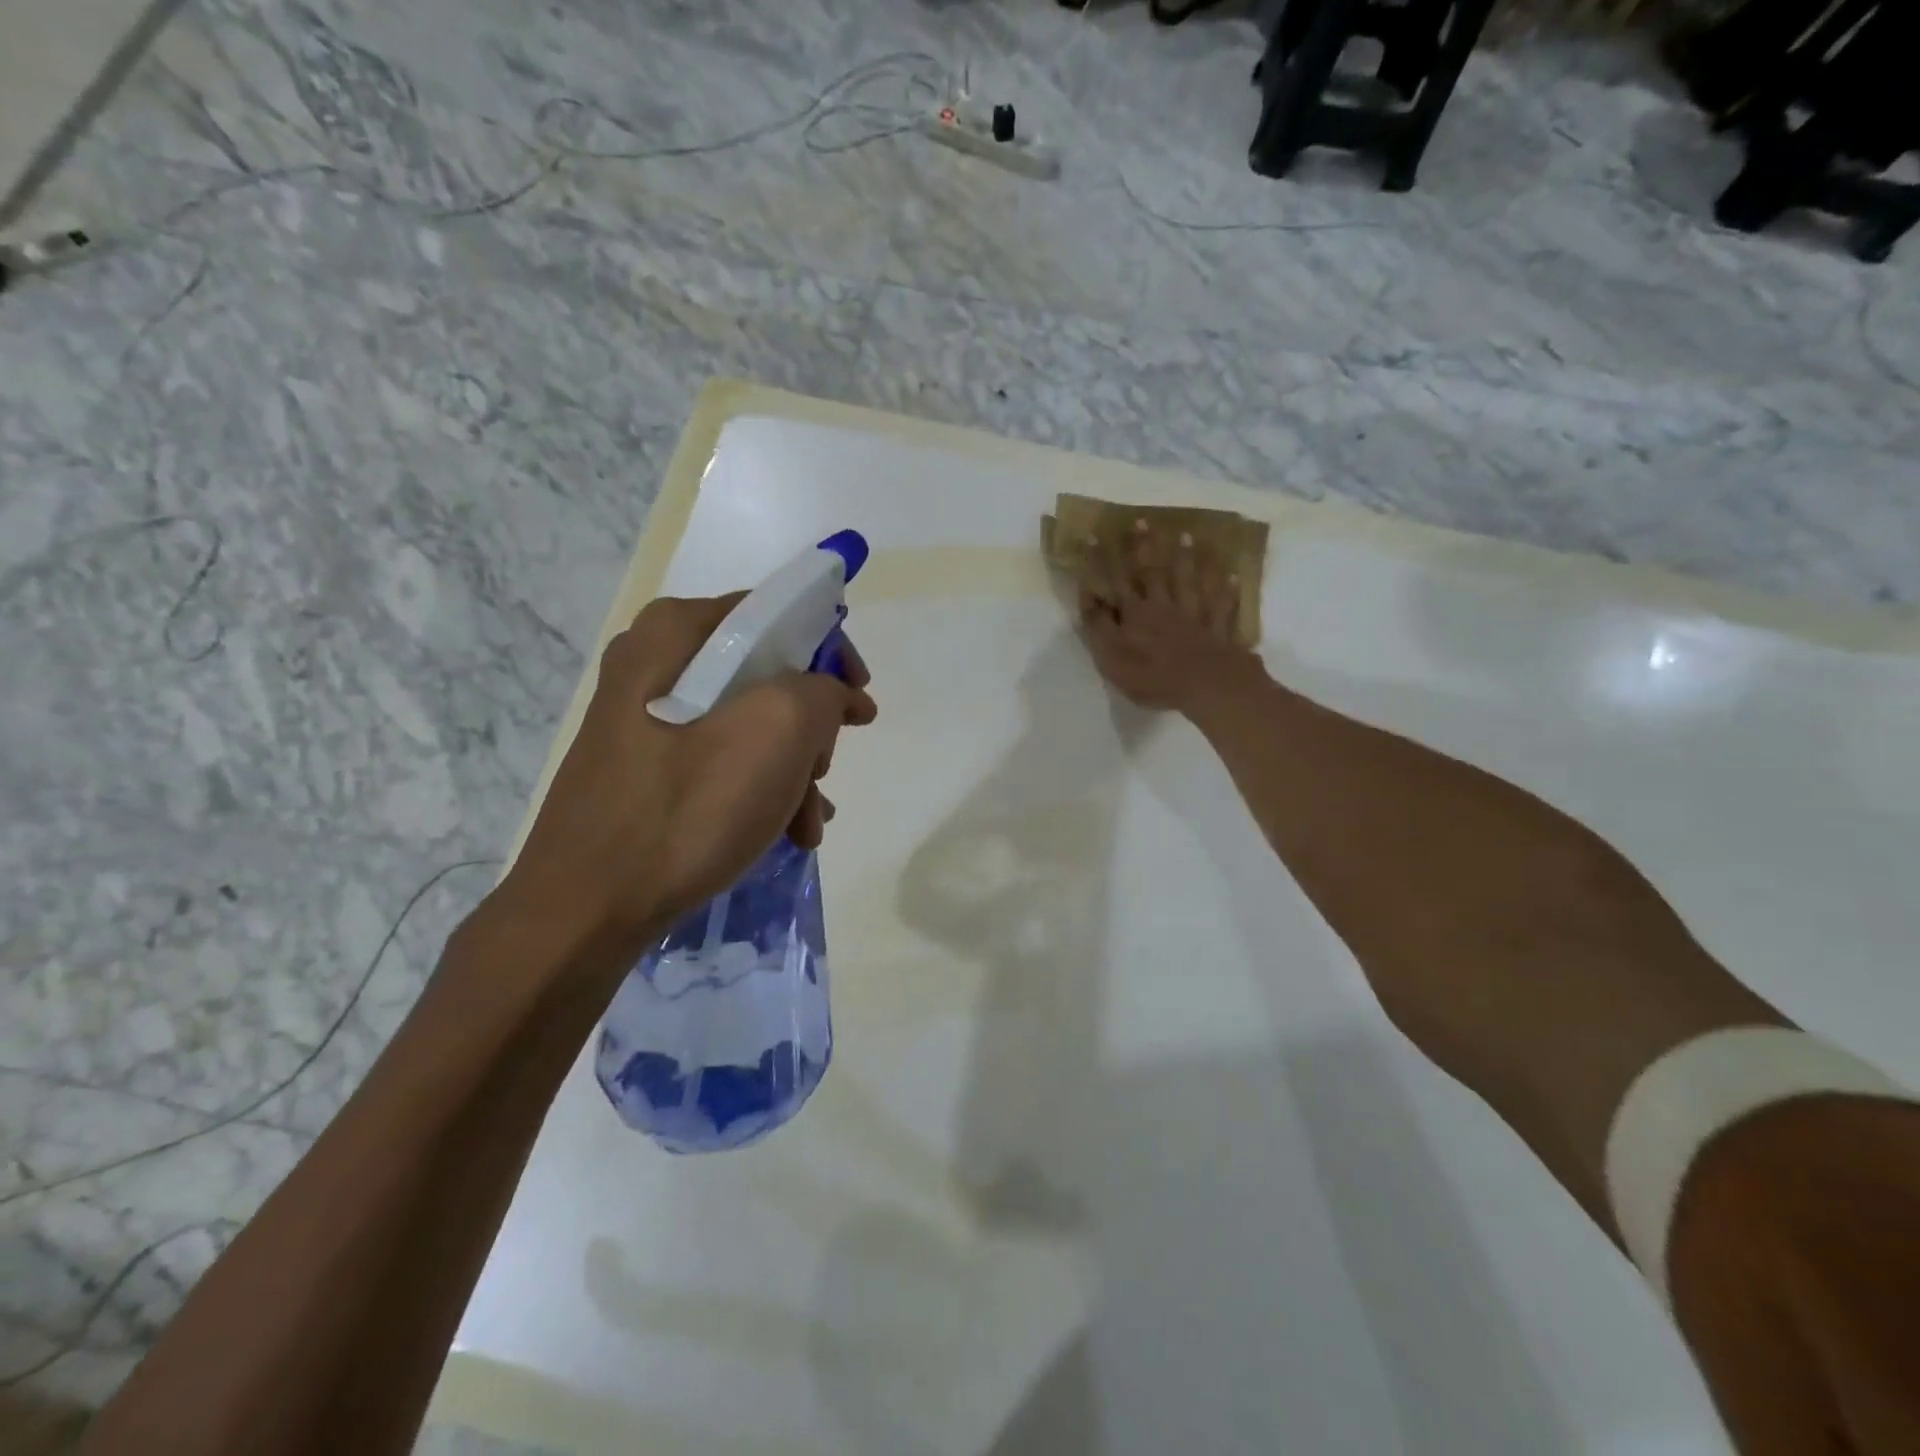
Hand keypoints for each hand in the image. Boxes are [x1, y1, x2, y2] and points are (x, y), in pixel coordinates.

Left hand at [508, 592, 876, 946]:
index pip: (777, 614)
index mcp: (675, 633)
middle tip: (823, 771)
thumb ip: (822, 690)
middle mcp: (654, 663)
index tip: (858, 707)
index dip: (831, 655)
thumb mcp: (777, 732)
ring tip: (808, 822)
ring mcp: (645, 719)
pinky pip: (721, 759)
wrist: (585, 910)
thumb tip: (832, 695)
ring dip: (793, 770)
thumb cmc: (687, 810)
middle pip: (766, 674)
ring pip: (749, 723)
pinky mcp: (645, 767)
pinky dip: (760, 789)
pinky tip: (786, 832)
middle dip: (810, 729)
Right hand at [1077, 521, 1260, 714]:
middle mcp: (1163, 606)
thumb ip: (1098, 626)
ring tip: (1187, 534)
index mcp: (1135, 613)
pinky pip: (1222, 604)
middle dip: (1145, 546)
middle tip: (1142, 520)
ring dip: (1187, 558)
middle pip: (1154, 572)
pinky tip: (1232, 574)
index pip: (1116, 579)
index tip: (1095, 533)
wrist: (1206, 685)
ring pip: (1189, 580)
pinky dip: (1226, 589)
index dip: (1104, 558)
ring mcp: (1194, 615)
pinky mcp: (1218, 629)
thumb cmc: (1152, 676)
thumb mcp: (1111, 656)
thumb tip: (1088, 595)